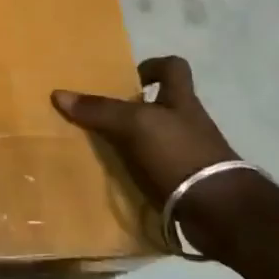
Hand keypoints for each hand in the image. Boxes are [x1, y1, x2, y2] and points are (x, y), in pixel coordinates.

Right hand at [52, 56, 261, 254]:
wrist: (220, 212)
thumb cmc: (180, 153)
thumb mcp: (135, 124)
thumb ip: (100, 110)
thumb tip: (59, 94)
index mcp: (182, 99)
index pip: (174, 67)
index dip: (152, 66)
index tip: (129, 79)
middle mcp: (188, 123)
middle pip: (162, 105)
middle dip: (135, 109)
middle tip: (103, 116)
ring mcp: (191, 155)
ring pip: (157, 139)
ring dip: (134, 144)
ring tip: (103, 149)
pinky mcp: (188, 185)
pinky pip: (158, 171)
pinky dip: (140, 174)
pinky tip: (118, 179)